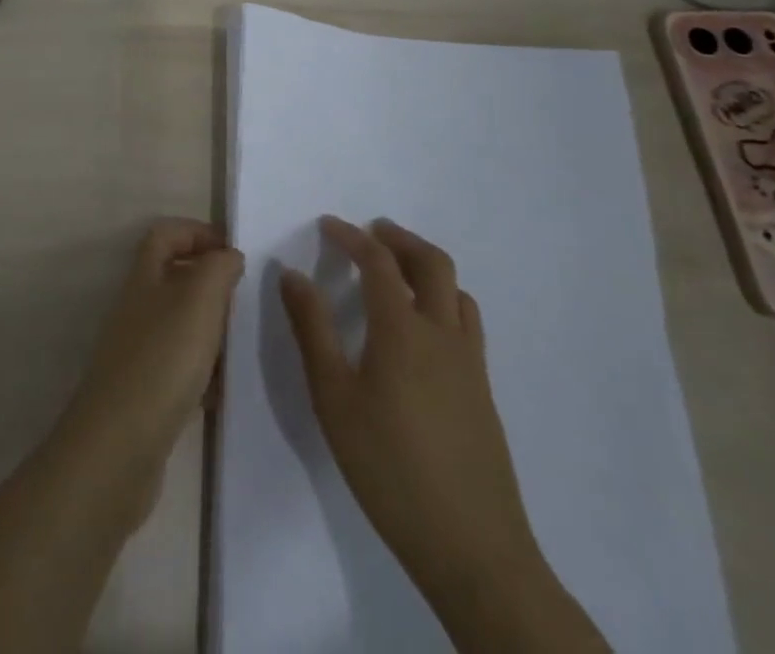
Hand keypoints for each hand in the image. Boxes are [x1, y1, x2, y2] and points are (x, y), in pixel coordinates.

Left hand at [62, 218, 245, 473]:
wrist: (120, 446)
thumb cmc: (162, 360)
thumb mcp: (198, 301)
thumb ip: (217, 269)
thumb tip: (228, 254)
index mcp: (145, 277)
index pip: (166, 234)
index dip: (197, 232)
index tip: (234, 250)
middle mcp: (137, 307)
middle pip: (174, 277)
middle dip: (210, 283)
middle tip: (244, 301)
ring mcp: (138, 350)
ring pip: (180, 323)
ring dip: (210, 329)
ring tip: (240, 345)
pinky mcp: (145, 391)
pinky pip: (181, 367)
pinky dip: (204, 372)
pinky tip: (222, 391)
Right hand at [279, 216, 541, 597]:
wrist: (474, 549)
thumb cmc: (388, 467)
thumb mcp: (333, 398)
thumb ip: (312, 329)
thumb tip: (292, 274)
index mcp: (402, 329)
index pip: (378, 261)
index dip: (352, 236)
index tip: (327, 224)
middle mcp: (442, 334)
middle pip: (431, 262)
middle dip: (399, 238)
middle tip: (371, 231)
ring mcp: (470, 363)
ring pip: (456, 291)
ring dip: (425, 266)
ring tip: (396, 271)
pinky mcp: (482, 391)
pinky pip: (466, 322)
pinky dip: (443, 299)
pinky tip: (423, 328)